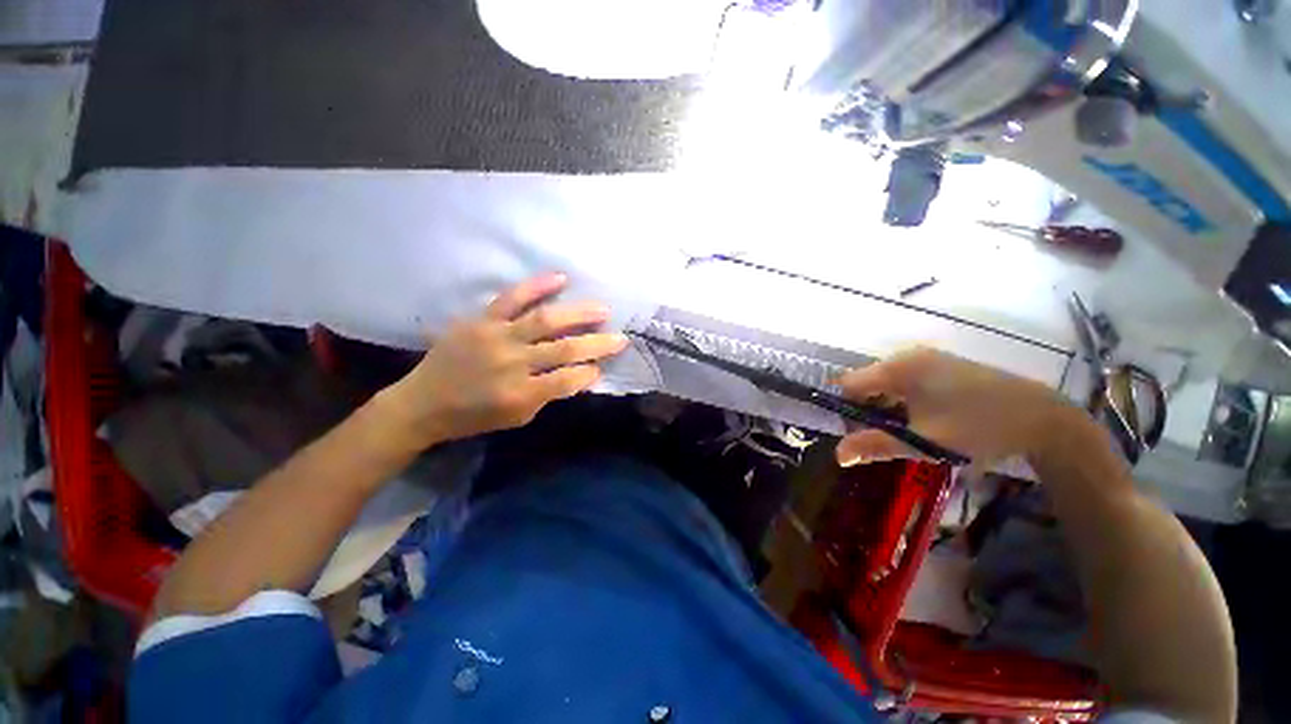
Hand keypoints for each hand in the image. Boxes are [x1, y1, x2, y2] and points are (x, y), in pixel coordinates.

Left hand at [381, 273, 629, 447]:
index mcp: (520, 393)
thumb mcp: (517, 417)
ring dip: (578, 314)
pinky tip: (560, 279)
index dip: (589, 373)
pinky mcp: (481, 320)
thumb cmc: (474, 416)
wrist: (422, 403)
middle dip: (598, 343)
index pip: (568, 380)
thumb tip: (581, 374)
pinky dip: (536, 286)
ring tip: (603, 309)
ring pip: (545, 320)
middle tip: (621, 338)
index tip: (602, 368)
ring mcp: (496, 337)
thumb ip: (549, 395)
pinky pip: (511, 298)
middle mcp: (512, 362)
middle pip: (564, 350)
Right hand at [834, 347, 1077, 467]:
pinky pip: (906, 381)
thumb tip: (838, 456)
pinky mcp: (943, 365)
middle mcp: (907, 356)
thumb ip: (876, 446)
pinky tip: (925, 420)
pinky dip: (905, 401)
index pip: (848, 384)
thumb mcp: (924, 442)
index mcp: (898, 368)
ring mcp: (927, 358)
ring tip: (909, 432)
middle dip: (868, 411)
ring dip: (887, 408)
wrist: (1044, 418)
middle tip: (888, 438)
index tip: (861, 435)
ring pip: (886, 384)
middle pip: (866, 383)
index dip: (847, 410)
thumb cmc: (978, 428)